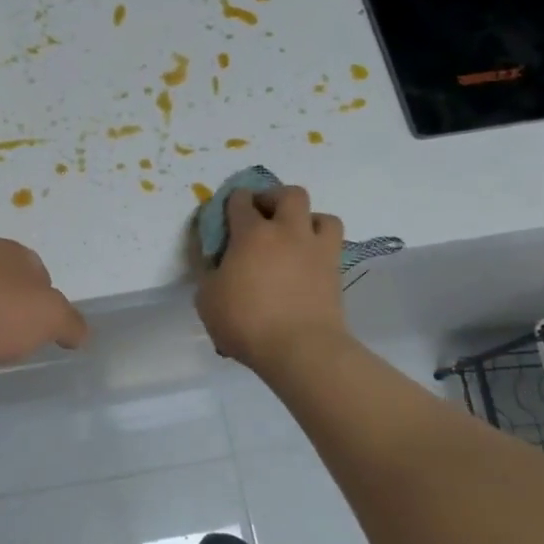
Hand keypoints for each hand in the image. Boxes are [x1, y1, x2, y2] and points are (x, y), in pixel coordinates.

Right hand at [194, 186, 349, 371]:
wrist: (301, 349)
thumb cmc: (246, 322)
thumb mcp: (207, 299)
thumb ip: (209, 274)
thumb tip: (215, 264)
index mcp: (252, 234)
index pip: (241, 201)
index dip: (233, 202)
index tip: (227, 214)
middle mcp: (288, 232)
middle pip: (290, 194)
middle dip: (274, 198)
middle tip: (263, 216)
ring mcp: (317, 251)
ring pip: (322, 217)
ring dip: (307, 221)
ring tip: (294, 238)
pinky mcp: (336, 273)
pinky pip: (332, 247)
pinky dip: (320, 248)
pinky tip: (307, 264)